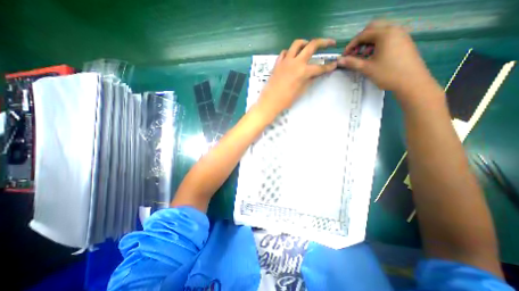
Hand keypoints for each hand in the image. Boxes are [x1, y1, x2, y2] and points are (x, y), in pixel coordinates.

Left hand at [255, 38, 336, 117]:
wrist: (270, 101)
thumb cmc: (286, 100)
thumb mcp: (301, 91)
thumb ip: (309, 80)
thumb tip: (316, 74)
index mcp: (303, 71)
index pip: (320, 67)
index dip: (329, 66)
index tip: (335, 64)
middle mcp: (296, 62)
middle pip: (312, 45)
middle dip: (324, 42)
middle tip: (330, 43)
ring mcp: (285, 61)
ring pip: (296, 44)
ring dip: (305, 43)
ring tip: (308, 46)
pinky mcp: (277, 63)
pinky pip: (284, 53)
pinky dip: (289, 52)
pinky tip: (291, 57)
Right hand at [339, 21, 433, 99]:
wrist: (411, 81)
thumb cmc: (387, 73)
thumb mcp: (366, 68)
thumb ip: (352, 62)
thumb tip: (339, 60)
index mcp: (385, 34)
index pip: (363, 34)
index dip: (351, 45)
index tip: (344, 55)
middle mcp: (394, 30)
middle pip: (372, 28)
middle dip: (360, 40)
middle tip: (353, 52)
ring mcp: (401, 35)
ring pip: (380, 33)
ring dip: (368, 42)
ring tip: (362, 55)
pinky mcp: (404, 42)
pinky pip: (387, 38)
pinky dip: (377, 44)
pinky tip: (373, 56)